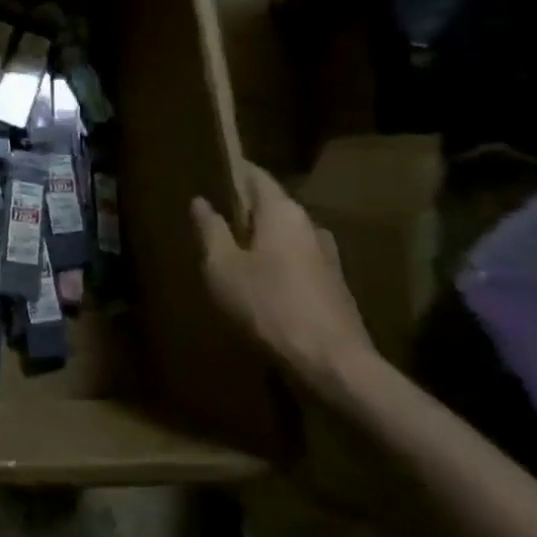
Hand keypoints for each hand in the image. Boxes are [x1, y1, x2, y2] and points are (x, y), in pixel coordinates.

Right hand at [191, 165, 373, 390]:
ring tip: (233, 255)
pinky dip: (277, 265)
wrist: (334, 364)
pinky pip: (298, 262)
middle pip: (272, 206)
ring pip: (286, 237)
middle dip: (244, 210)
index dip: (233, 171)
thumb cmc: (269, 306)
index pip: (256, 175)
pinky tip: (260, 287)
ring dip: (262, 241)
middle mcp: (310, 224)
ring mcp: (328, 256)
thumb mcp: (223, 268)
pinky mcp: (335, 287)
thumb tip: (201, 201)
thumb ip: (210, 231)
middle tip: (214, 219)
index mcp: (282, 211)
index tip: (211, 171)